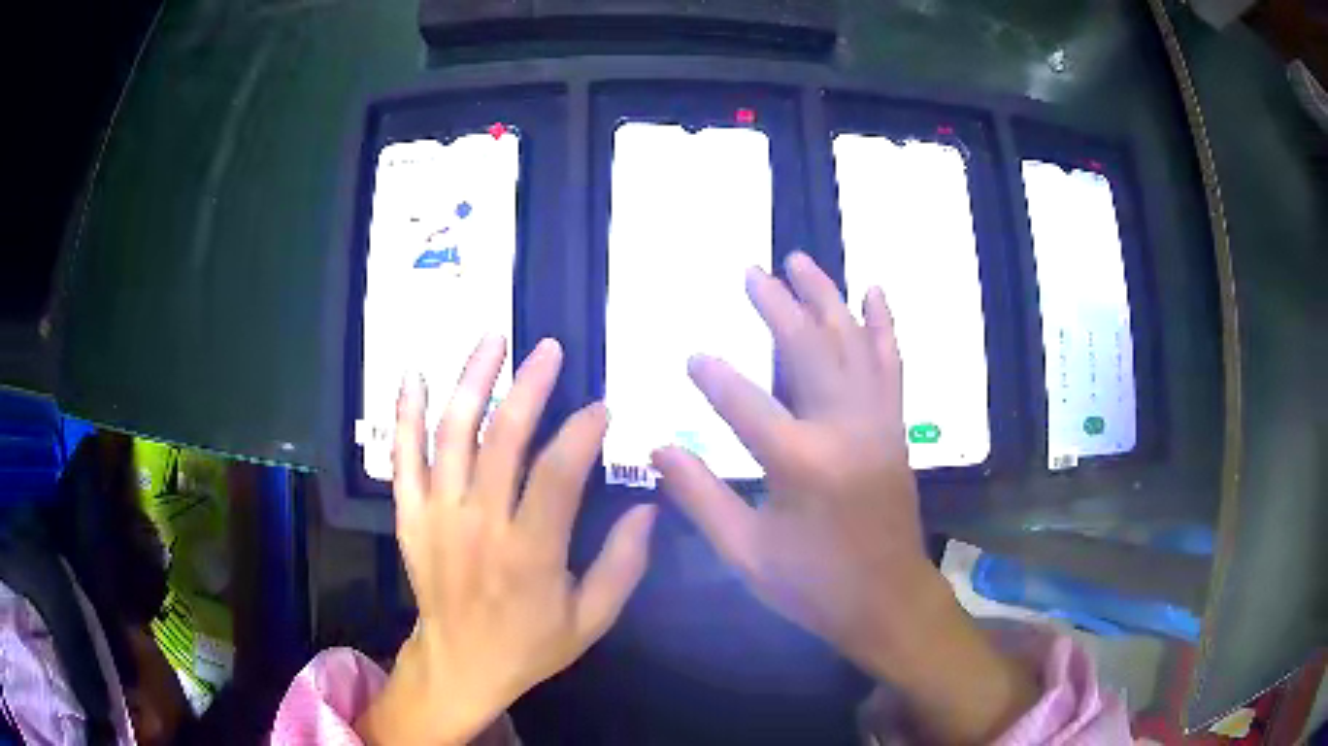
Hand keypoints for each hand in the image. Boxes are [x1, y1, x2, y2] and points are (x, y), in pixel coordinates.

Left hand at [356, 337, 656, 745]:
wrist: (459, 665)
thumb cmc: (530, 644)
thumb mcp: (592, 619)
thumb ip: (623, 565)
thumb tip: (648, 508)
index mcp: (530, 553)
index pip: (558, 475)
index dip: (581, 433)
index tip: (601, 407)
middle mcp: (480, 524)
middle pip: (502, 439)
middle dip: (530, 386)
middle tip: (550, 350)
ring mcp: (438, 515)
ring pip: (451, 435)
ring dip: (472, 381)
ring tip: (492, 339)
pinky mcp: (410, 515)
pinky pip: (403, 458)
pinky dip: (405, 414)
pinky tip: (413, 374)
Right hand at [653, 253, 1035, 744]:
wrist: (888, 600)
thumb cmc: (813, 585)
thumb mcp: (745, 553)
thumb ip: (701, 497)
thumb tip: (661, 447)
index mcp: (801, 463)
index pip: (745, 403)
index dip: (713, 377)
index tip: (689, 354)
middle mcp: (844, 428)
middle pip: (807, 349)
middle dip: (777, 305)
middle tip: (753, 270)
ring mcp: (877, 422)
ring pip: (852, 343)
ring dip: (826, 297)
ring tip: (802, 260)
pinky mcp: (895, 427)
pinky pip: (891, 364)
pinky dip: (883, 325)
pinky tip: (873, 292)